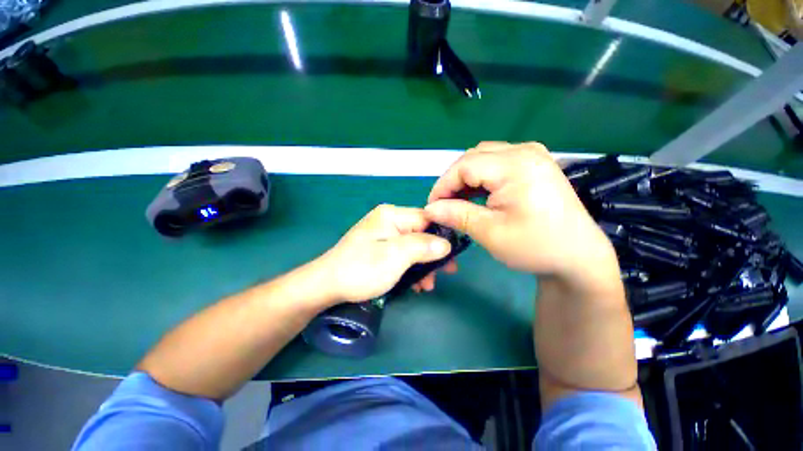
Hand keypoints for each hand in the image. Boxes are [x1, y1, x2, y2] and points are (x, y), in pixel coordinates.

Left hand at [312, 204, 455, 304]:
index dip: (442, 236)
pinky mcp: (379, 247)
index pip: (427, 218)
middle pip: (420, 233)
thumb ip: (423, 246)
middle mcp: (388, 220)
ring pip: (413, 246)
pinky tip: (414, 283)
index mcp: (392, 215)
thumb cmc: (361, 269)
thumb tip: (446, 243)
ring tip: (426, 286)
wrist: (326, 286)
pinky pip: (402, 253)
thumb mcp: (395, 256)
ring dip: (422, 265)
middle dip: (432, 255)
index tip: (452, 257)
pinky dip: (410, 267)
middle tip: (442, 274)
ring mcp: (383, 234)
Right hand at [425, 142, 618, 287]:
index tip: (432, 207)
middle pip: (472, 158)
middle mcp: (525, 151)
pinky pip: (496, 163)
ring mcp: (532, 155)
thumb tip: (430, 209)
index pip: (464, 165)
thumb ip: (456, 215)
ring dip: (466, 179)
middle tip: (444, 205)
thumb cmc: (536, 246)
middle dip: (453, 181)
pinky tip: (477, 196)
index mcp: (516, 165)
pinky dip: (481, 179)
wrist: (577, 255)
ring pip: (482, 158)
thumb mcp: (490, 232)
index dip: (443, 185)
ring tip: (458, 202)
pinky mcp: (534, 163)